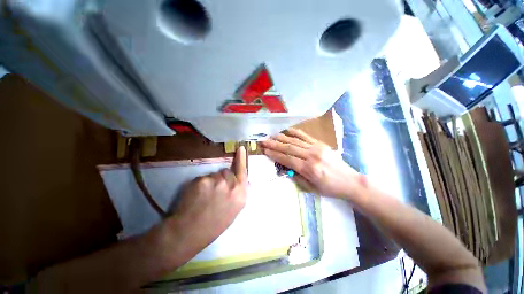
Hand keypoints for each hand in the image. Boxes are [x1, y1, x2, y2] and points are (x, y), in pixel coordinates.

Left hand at [168, 146, 247, 257]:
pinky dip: (201, 184)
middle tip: (215, 190)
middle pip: (227, 172)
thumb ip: (240, 194)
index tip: (240, 148)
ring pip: (215, 174)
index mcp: (240, 195)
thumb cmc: (214, 224)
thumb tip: (245, 182)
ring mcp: (216, 181)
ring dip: (212, 181)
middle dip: (223, 178)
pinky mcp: (202, 180)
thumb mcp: (234, 211)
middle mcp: (231, 186)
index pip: (243, 172)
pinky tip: (197, 195)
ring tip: (205, 195)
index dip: (241, 159)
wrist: (189, 232)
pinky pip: (204, 177)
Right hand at [261, 128, 363, 198]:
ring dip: (282, 138)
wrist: (350, 181)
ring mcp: (317, 148)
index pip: (288, 160)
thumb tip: (286, 168)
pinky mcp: (321, 144)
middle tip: (264, 141)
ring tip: (271, 136)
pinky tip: (287, 130)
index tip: (266, 151)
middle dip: (275, 144)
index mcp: (309, 169)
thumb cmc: (330, 188)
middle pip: (289, 148)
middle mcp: (311, 156)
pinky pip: (305, 136)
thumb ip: (297, 177)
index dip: (275, 155)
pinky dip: (295, 132)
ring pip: (295, 141)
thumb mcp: (312, 189)